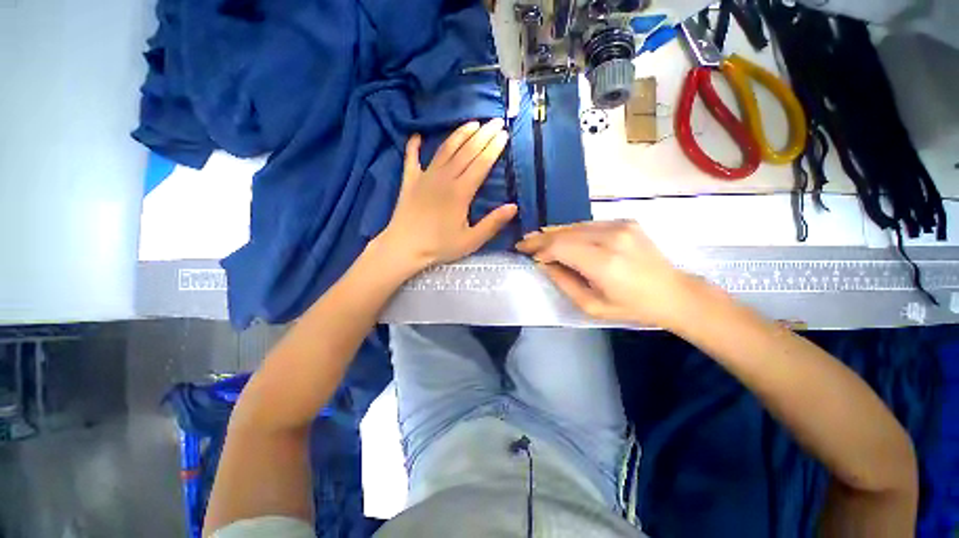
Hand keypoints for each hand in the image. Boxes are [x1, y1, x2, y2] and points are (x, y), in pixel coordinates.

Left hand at [377, 119, 517, 272]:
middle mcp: (444, 178)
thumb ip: (492, 223)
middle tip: (496, 121)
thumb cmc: (440, 246)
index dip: (494, 148)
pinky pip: (411, 158)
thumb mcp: (471, 240)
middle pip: (466, 151)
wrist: (404, 248)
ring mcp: (425, 176)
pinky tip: (417, 135)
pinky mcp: (409, 180)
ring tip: (472, 123)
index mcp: (460, 192)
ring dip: (459, 134)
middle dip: (483, 135)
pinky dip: (414, 146)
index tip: (504, 134)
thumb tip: (513, 207)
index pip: (481, 164)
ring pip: (445, 149)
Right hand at [516, 220, 698, 327]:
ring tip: (538, 239)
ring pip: (575, 226)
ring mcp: (621, 226)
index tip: (524, 252)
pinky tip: (562, 237)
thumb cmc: (632, 307)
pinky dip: (572, 231)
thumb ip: (564, 282)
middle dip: (541, 238)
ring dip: (555, 233)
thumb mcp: (591, 306)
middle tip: (524, 243)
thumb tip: (544, 264)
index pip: (560, 246)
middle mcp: (611, 238)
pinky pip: (589, 225)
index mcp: (604, 263)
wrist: (674, 293)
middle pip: (565, 232)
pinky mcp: (626, 222)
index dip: (539, 248)